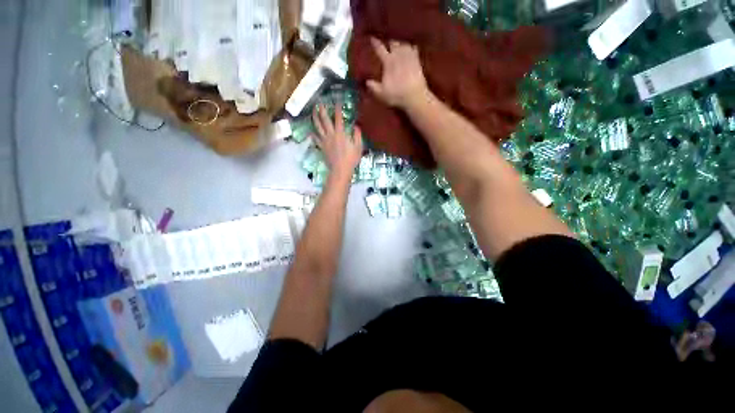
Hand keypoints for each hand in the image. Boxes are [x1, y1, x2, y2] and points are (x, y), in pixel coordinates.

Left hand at [312, 102, 363, 182]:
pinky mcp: (322, 147)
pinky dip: (313, 134)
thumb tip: (356, 126)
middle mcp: (331, 134)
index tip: (337, 102)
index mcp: (340, 133)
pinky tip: (312, 131)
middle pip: (324, 120)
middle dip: (322, 110)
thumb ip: (357, 135)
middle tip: (320, 103)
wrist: (340, 170)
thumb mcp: (358, 146)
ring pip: (318, 127)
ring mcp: (324, 141)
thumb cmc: (351, 159)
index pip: (338, 118)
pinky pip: (316, 139)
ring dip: (315, 118)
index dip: (337, 109)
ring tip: (313, 112)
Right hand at [367, 38, 428, 108]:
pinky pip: (414, 48)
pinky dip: (411, 48)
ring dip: (400, 44)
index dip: (375, 43)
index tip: (372, 38)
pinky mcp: (417, 60)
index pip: (380, 49)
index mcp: (388, 61)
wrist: (415, 96)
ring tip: (398, 46)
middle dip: (389, 43)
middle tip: (387, 44)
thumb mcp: (381, 94)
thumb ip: (373, 87)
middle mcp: (398, 55)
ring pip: (403, 44)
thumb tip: (367, 81)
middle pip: (393, 42)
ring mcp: (409, 56)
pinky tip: (411, 49)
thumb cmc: (397, 95)